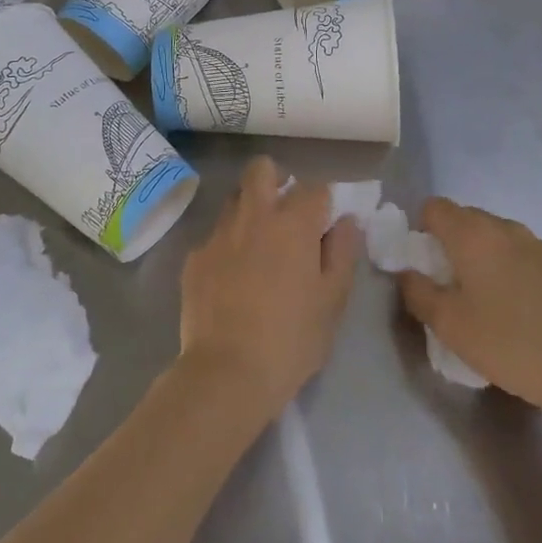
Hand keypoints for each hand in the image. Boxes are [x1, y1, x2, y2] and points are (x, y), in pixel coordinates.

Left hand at [177, 156, 361, 419]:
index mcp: (293, 224)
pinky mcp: (194, 257)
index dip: (323, 202)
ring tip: (258, 244)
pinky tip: (231, 278)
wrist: (227, 372)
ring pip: (235, 199)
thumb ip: (342, 253)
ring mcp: (219, 234)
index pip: (315, 188)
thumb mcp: (332, 300)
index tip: (325, 223)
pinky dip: (227, 246)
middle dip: (276, 179)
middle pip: (262, 169)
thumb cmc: (292, 339)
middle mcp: (254, 216)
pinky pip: (215, 237)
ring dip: (250, 209)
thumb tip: (347, 222)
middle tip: (286, 212)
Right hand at [397, 199, 541, 417]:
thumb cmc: (507, 344)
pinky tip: (525, 308)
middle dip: (453, 243)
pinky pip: (527, 254)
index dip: (423, 230)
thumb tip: (407, 273)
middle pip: (467, 218)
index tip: (427, 264)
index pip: (435, 207)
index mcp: (473, 236)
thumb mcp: (448, 325)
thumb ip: (417, 292)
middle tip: (454, 286)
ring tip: (491, 299)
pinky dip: (516, 269)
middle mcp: (506, 228)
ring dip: (486, 256)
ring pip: (499, 236)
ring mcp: (540, 244)